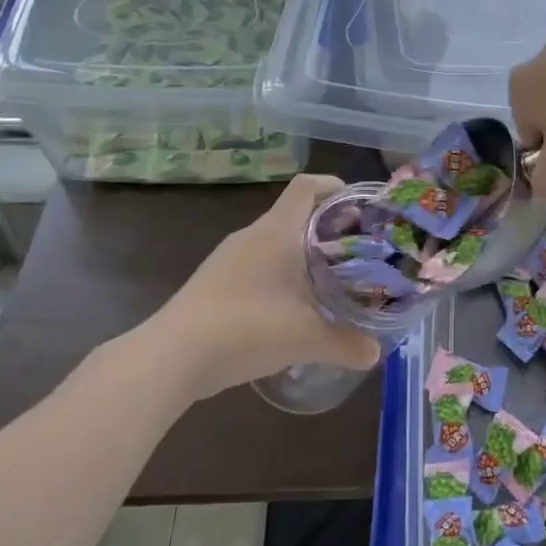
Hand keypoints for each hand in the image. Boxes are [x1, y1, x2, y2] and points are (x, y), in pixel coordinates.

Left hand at [134, 174, 380, 401]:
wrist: (171, 358)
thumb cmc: (246, 329)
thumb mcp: (305, 338)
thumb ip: (345, 344)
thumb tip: (375, 354)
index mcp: (276, 232)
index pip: (306, 187)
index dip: (333, 187)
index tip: (358, 206)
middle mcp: (251, 237)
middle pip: (294, 215)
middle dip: (327, 228)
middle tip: (356, 251)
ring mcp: (228, 260)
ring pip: (274, 244)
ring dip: (302, 256)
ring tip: (330, 281)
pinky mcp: (214, 283)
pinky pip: (256, 267)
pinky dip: (279, 277)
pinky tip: (292, 309)